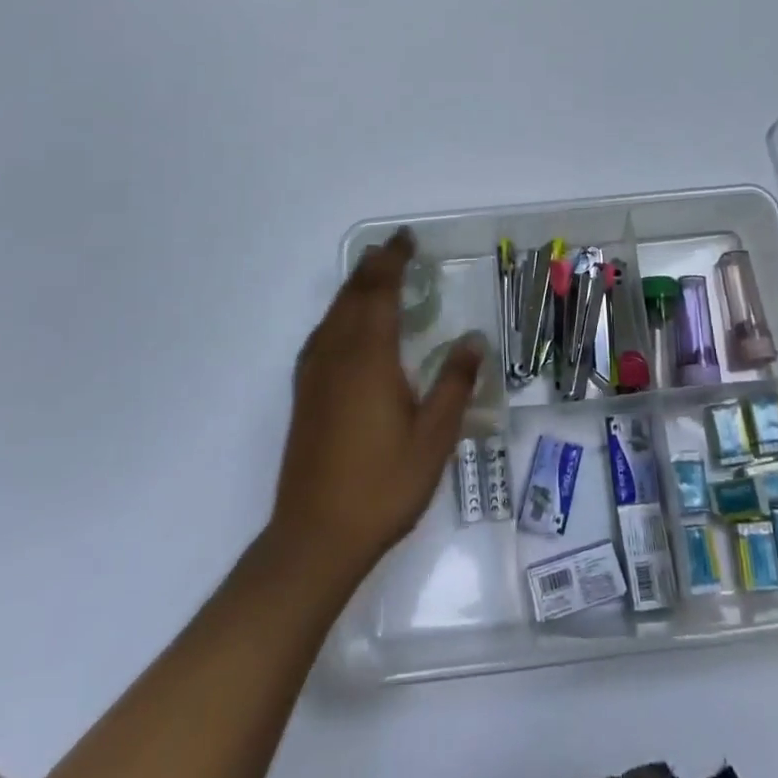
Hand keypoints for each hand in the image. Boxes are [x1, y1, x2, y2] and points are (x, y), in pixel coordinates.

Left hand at [269, 229, 483, 588]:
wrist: (314, 538)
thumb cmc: (383, 485)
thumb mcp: (434, 437)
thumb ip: (454, 383)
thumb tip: (473, 339)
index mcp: (369, 356)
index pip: (380, 289)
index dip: (393, 259)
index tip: (407, 238)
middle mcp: (337, 354)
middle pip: (352, 294)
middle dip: (373, 266)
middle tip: (394, 248)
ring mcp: (315, 374)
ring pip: (333, 312)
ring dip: (354, 286)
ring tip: (374, 274)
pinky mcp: (304, 395)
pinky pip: (322, 334)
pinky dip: (339, 313)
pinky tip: (347, 328)